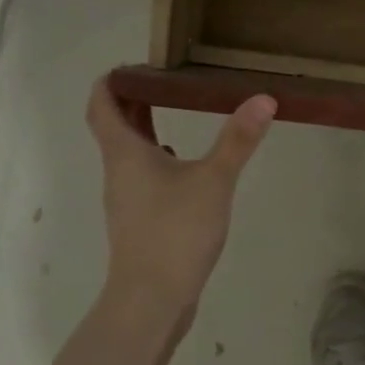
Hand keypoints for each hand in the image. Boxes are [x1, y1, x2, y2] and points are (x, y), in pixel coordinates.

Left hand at [85, 77, 276, 329]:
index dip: (112, 80)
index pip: (101, 104)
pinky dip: (157, 160)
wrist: (151, 300)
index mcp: (125, 153)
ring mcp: (127, 200)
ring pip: (129, 153)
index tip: (136, 64)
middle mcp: (118, 172)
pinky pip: (143, 177)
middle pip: (114, 126)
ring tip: (178, 113)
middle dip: (134, 100)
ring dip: (146, 130)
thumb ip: (238, 140)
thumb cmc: (175, 232)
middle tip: (167, 80)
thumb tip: (263, 99)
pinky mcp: (139, 221)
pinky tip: (186, 167)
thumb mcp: (214, 180)